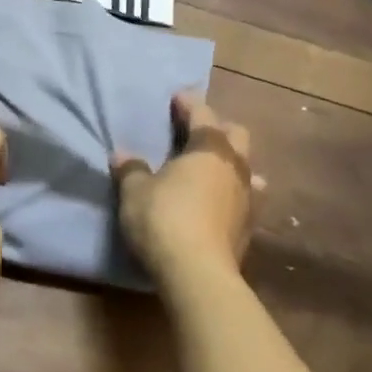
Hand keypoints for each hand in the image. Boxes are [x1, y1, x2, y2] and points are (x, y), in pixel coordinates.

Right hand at [112, 91, 258, 285]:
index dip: (189, 103)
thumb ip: (131, 170)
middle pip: (236, 134)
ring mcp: (248, 196)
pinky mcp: (250, 226)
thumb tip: (121, 155)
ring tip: (212, 168)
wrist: (198, 273)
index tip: (177, 97)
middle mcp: (235, 165)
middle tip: (195, 132)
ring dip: (231, 162)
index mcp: (209, 147)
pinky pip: (246, 198)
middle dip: (217, 127)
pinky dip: (232, 193)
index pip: (202, 113)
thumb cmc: (164, 219)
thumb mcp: (135, 192)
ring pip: (247, 167)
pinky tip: (221, 202)